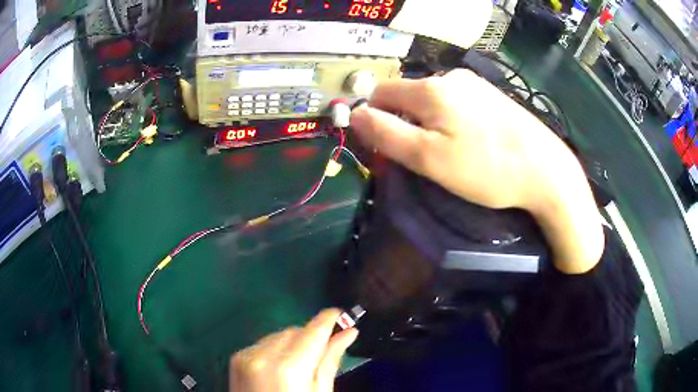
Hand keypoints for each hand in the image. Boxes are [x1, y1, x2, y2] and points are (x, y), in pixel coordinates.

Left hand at [230, 309, 357, 391]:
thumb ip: (329, 362)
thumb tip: (347, 333)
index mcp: (289, 369)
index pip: (313, 331)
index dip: (330, 319)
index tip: (342, 315)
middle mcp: (263, 356)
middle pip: (294, 331)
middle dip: (311, 336)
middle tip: (323, 351)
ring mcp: (246, 356)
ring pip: (278, 334)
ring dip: (292, 342)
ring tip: (299, 365)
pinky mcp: (236, 358)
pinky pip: (263, 343)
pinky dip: (276, 349)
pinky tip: (280, 368)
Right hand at [350, 69, 603, 273]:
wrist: (546, 171)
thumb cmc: (486, 169)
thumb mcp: (428, 158)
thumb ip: (386, 133)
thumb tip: (354, 114)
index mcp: (430, 89)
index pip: (380, 93)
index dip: (375, 118)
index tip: (388, 147)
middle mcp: (450, 76)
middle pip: (407, 96)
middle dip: (405, 123)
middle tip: (423, 157)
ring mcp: (475, 84)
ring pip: (433, 100)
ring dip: (429, 122)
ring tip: (451, 152)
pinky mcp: (491, 95)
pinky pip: (456, 102)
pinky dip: (452, 120)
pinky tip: (471, 141)